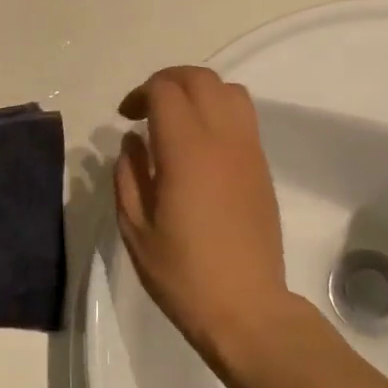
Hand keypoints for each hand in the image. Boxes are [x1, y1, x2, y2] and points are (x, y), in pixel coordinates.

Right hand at [114, 67, 295, 366]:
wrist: (246, 308)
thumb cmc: (182, 273)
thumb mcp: (135, 228)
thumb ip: (128, 175)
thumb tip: (133, 140)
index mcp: (186, 152)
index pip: (165, 90)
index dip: (140, 93)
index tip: (125, 117)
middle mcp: (223, 139)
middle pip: (200, 79)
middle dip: (168, 81)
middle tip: (145, 108)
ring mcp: (249, 151)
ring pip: (230, 91)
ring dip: (198, 91)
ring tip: (176, 119)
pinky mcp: (262, 167)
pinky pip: (244, 116)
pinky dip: (219, 110)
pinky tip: (200, 144)